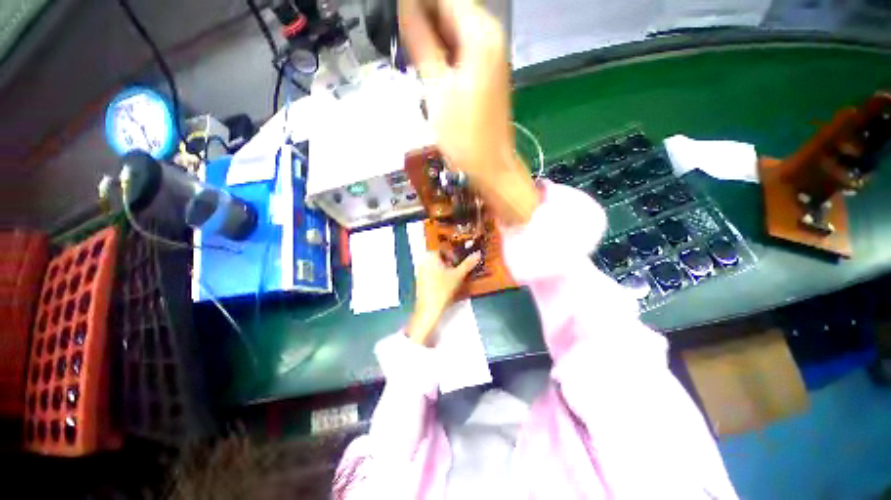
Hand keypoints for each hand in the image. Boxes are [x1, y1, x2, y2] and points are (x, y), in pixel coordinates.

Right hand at [398, 0, 539, 225]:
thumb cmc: (463, 136)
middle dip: (420, 15)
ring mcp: (490, 54)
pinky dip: (440, 49)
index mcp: (480, 33)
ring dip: (428, 33)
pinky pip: (459, 47)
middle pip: (449, 7)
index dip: (414, 3)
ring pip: (453, 27)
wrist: (489, 167)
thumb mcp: (436, 88)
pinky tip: (424, 62)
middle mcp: (490, 35)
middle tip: (396, 36)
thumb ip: (421, 41)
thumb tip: (404, 6)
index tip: (390, 14)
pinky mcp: (486, 71)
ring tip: (405, 48)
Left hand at [406, 250, 480, 346]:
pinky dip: (438, 276)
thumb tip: (478, 254)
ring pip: (435, 266)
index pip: (443, 250)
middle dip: (449, 263)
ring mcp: (420, 272)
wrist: (429, 309)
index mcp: (431, 256)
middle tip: (458, 271)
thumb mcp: (458, 275)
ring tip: (453, 279)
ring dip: (444, 270)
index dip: (453, 255)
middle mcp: (423, 261)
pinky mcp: (419, 281)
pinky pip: (430, 273)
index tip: (459, 264)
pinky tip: (444, 286)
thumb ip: (468, 263)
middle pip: (439, 258)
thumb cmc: (443, 289)